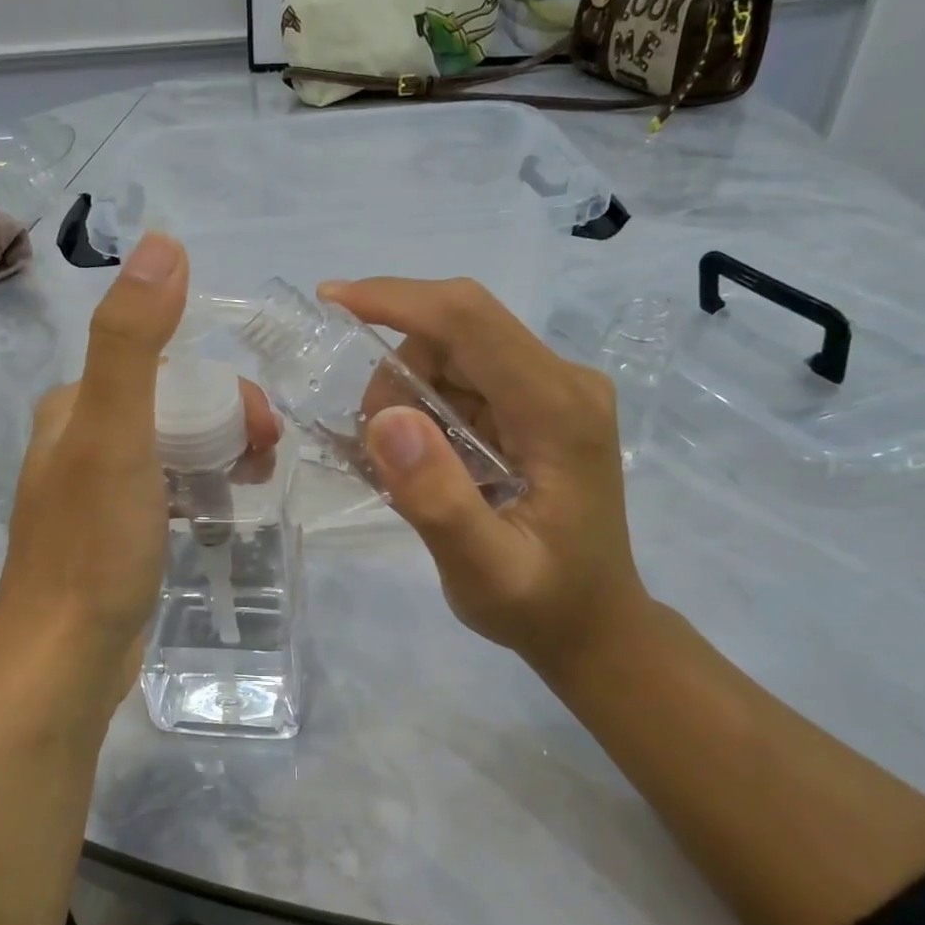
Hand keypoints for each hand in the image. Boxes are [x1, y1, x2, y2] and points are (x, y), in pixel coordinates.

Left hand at [0, 234, 278, 738]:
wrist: (63, 661)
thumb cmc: (93, 547)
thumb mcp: (116, 435)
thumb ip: (134, 341)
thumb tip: (163, 245)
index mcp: (74, 408)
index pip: (161, 366)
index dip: (220, 386)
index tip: (260, 427)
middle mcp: (78, 441)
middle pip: (171, 407)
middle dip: (225, 421)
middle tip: (264, 458)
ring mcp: (95, 493)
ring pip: (172, 449)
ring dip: (218, 454)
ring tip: (254, 484)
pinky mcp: (114, 536)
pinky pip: (167, 491)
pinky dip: (200, 490)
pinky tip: (221, 512)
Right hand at [318, 276, 652, 684]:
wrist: (593, 624)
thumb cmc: (542, 606)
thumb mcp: (483, 570)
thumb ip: (437, 500)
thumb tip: (385, 418)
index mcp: (558, 410)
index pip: (470, 320)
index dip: (396, 300)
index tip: (331, 302)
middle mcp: (563, 382)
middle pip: (456, 330)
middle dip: (395, 372)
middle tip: (374, 447)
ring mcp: (554, 390)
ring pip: (453, 351)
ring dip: (407, 394)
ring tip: (402, 467)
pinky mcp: (538, 405)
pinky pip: (464, 378)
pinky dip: (425, 407)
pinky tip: (422, 459)